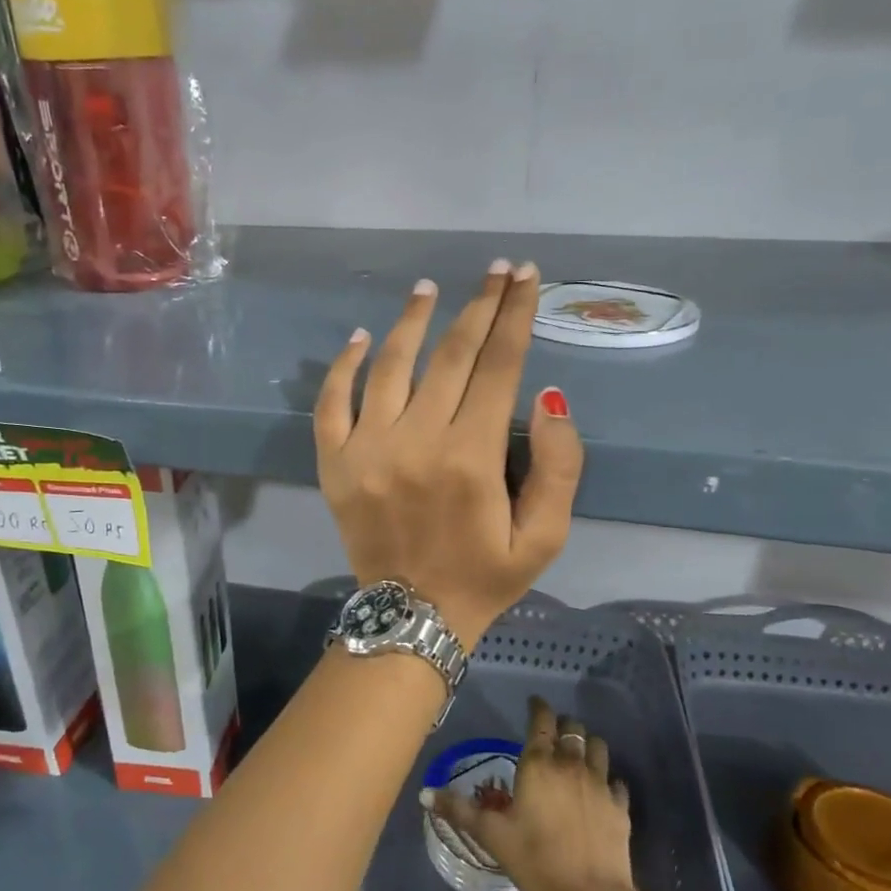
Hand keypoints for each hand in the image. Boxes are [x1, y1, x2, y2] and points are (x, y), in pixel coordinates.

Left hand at [314, 262, 582, 647]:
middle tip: (494, 271)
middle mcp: (416, 441)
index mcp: (471, 458)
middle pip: (452, 355)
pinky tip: (362, 337)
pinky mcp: (333, 463)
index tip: (524, 277)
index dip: (515, 316)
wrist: (409, 619)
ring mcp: (366, 449)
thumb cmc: (483, 577)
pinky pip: (331, 402)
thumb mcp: (545, 538)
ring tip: (428, 288)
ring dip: (412, 320)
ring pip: (391, 365)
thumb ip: (559, 467)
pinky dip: (344, 365)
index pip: (499, 366)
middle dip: (479, 306)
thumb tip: (545, 395)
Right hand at [426, 695, 643, 890]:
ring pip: (598, 747)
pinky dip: (608, 779)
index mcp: (538, 764)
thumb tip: (424, 793)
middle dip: (563, 725)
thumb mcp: (490, 834)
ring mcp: (600, 784)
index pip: (541, 720)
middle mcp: (571, 764)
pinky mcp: (620, 806)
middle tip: (553, 732)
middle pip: (572, 729)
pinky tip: (602, 790)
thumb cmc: (534, 860)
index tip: (534, 703)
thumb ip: (458, 810)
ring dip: (587, 745)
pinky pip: (616, 781)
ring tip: (578, 754)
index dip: (538, 707)